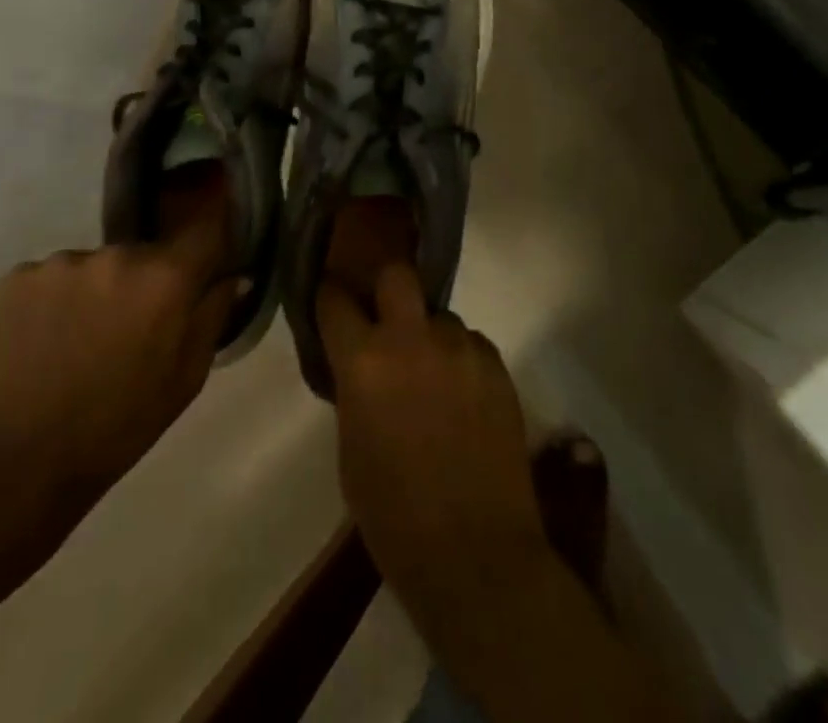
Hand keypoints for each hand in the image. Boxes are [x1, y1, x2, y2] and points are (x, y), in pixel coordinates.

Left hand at [0, 190, 239, 508]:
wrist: (21, 460)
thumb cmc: (121, 423)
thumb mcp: (187, 377)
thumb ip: (214, 315)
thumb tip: (234, 275)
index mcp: (166, 277)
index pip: (205, 232)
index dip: (207, 249)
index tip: (204, 267)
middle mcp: (118, 254)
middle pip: (146, 253)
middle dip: (146, 280)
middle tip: (133, 323)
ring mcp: (63, 262)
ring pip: (97, 265)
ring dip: (99, 289)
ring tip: (82, 336)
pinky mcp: (19, 275)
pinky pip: (53, 276)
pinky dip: (56, 298)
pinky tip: (48, 337)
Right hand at [317, 266, 548, 610]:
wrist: (475, 554)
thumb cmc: (394, 516)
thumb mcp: (351, 450)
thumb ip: (353, 391)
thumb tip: (357, 365)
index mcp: (364, 361)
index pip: (335, 299)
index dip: (330, 296)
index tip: (330, 300)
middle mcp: (412, 339)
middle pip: (397, 274)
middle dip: (387, 287)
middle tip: (386, 319)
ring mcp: (461, 348)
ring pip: (440, 316)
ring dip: (430, 336)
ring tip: (434, 378)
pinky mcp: (497, 365)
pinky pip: (471, 344)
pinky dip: (462, 360)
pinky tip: (464, 398)